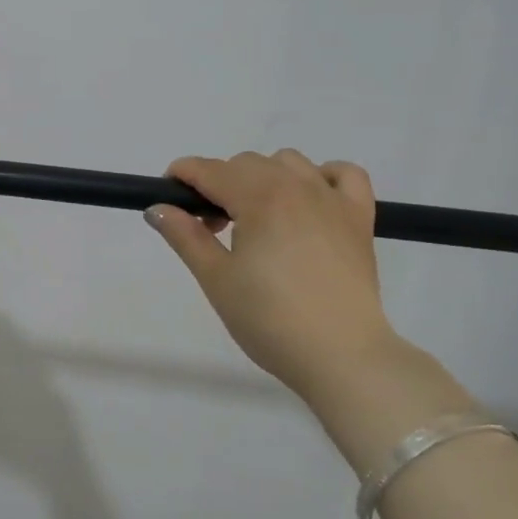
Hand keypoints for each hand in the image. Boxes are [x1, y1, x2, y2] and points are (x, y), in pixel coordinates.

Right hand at [146, 151, 399, 403]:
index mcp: (258, 198)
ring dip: (263, 178)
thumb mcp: (216, 279)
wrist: (340, 355)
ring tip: (256, 220)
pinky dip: (322, 176)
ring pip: (288, 162)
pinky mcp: (360, 218)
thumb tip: (157, 207)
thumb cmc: (269, 319)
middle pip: (245, 163)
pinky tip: (308, 202)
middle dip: (219, 185)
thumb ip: (185, 236)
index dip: (182, 175)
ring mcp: (332, 199)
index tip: (166, 195)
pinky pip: (344, 174)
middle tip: (211, 230)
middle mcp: (296, 186)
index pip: (210, 170)